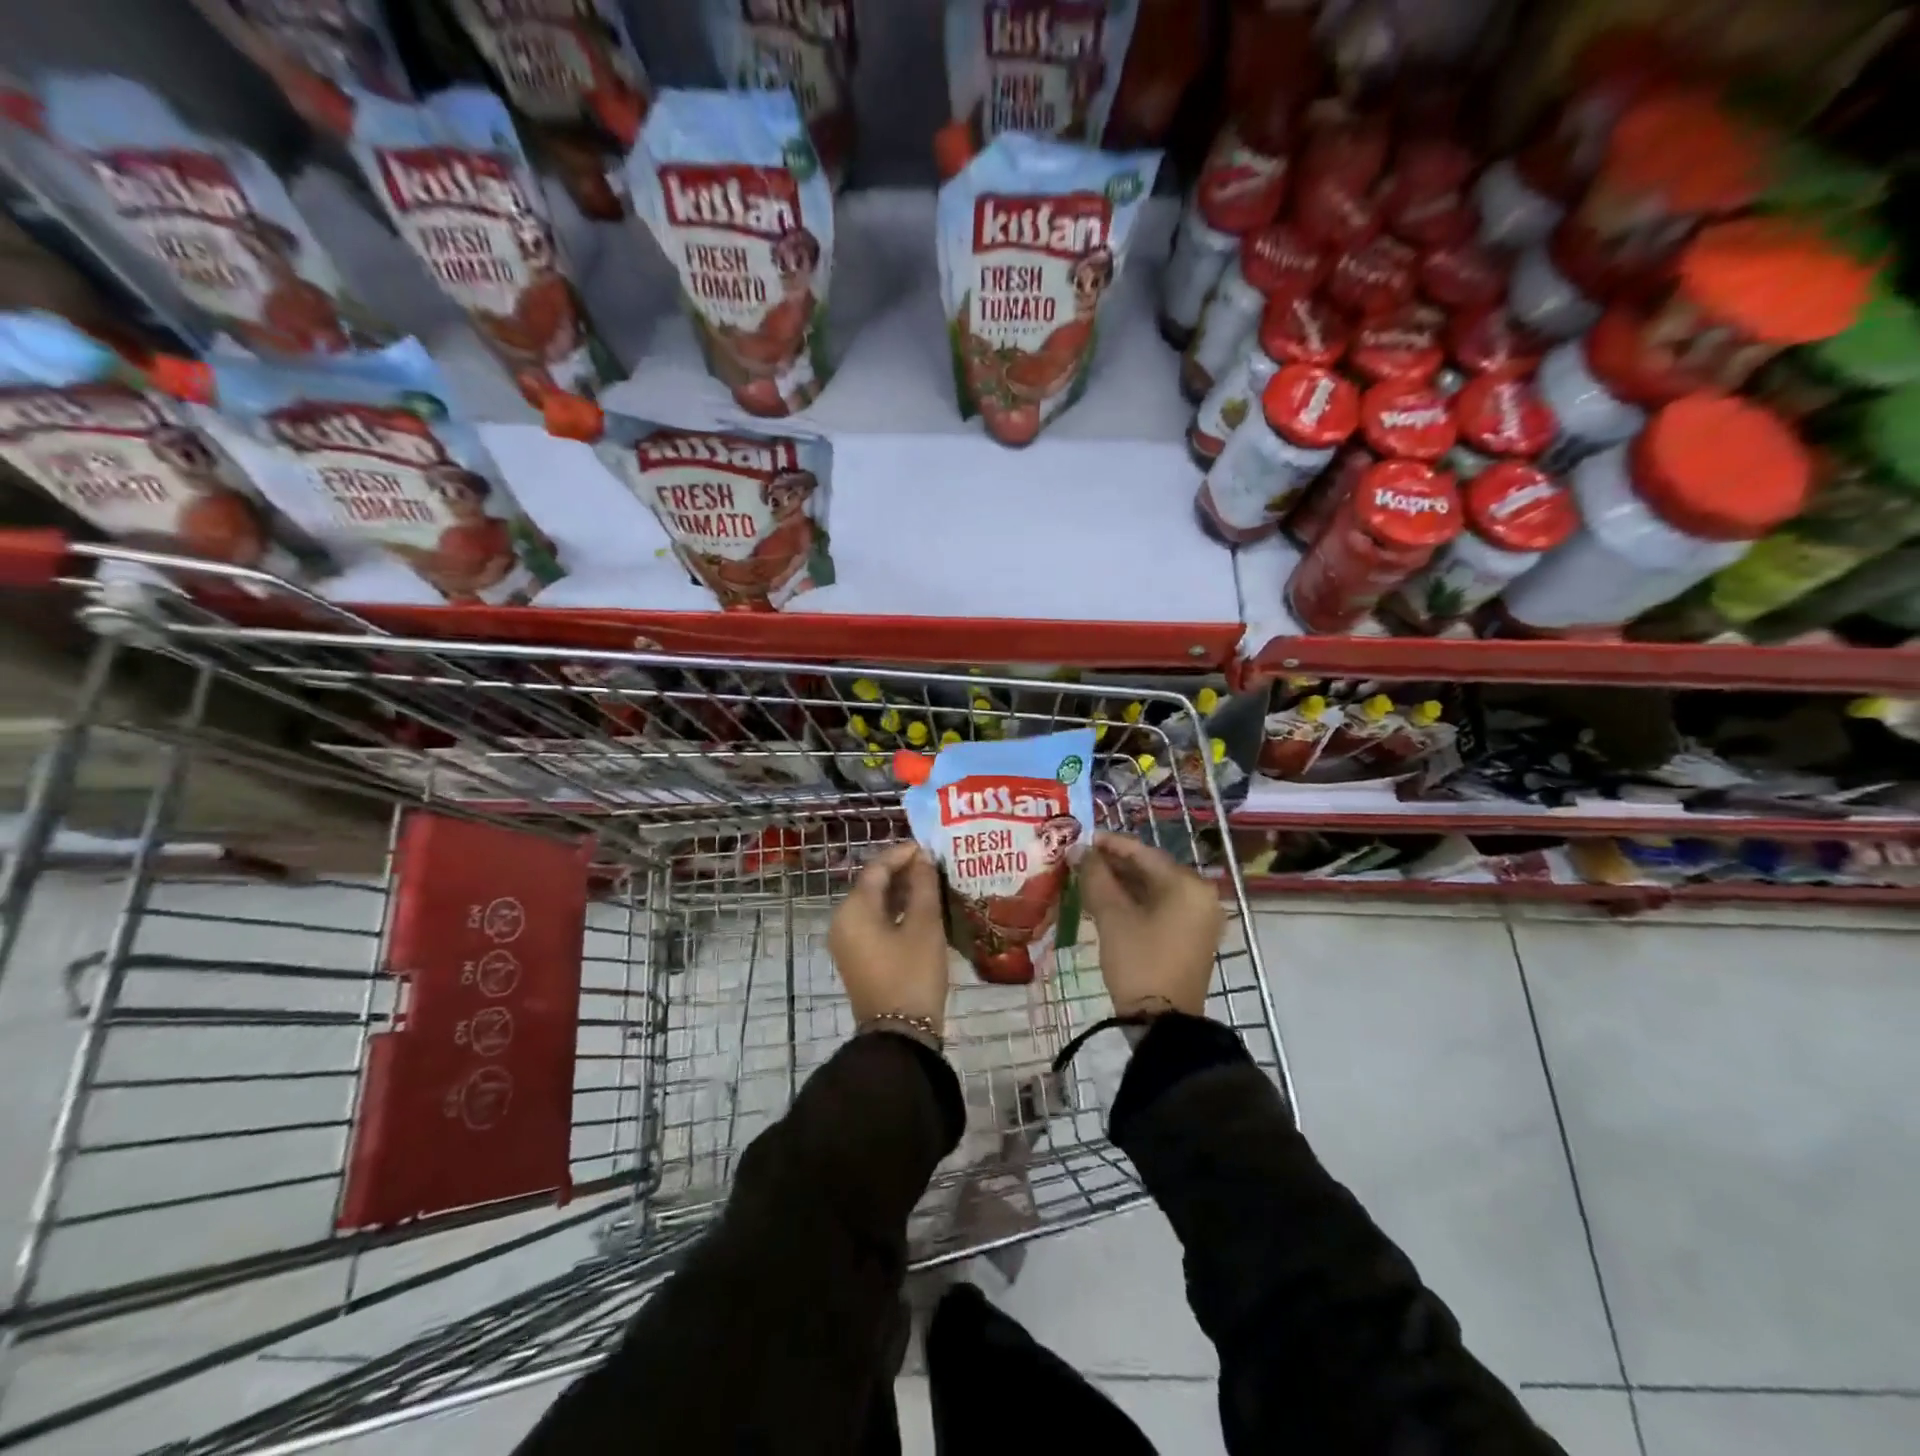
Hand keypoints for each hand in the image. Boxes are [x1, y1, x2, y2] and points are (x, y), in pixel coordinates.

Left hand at [828, 840, 950, 1034]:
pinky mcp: (857, 958)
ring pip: (874, 905)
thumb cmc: (912, 974)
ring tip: (932, 883)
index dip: (903, 854)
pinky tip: (921, 910)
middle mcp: (843, 921)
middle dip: (902, 872)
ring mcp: (848, 942)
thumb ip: (923, 886)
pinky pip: (874, 923)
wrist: (899, 1035)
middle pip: (872, 885)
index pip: (876, 868)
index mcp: (853, 910)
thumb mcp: (924, 925)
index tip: (930, 848)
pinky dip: (895, 912)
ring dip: (901, 892)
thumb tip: (923, 858)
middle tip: (935, 865)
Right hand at [1080, 831, 1221, 1017]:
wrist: (1163, 1025)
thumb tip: (1079, 850)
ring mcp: (1199, 919)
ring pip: (1154, 889)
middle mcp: (1201, 896)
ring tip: (1087, 878)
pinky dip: (1135, 902)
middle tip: (1081, 860)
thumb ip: (1095, 877)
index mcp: (1188, 885)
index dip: (1110, 844)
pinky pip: (1161, 907)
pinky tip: (1106, 901)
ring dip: (1122, 883)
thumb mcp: (1112, 917)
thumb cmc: (1139, 962)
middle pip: (1151, 869)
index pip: (1144, 853)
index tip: (1082, 838)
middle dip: (1115, 864)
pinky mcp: (1191, 938)